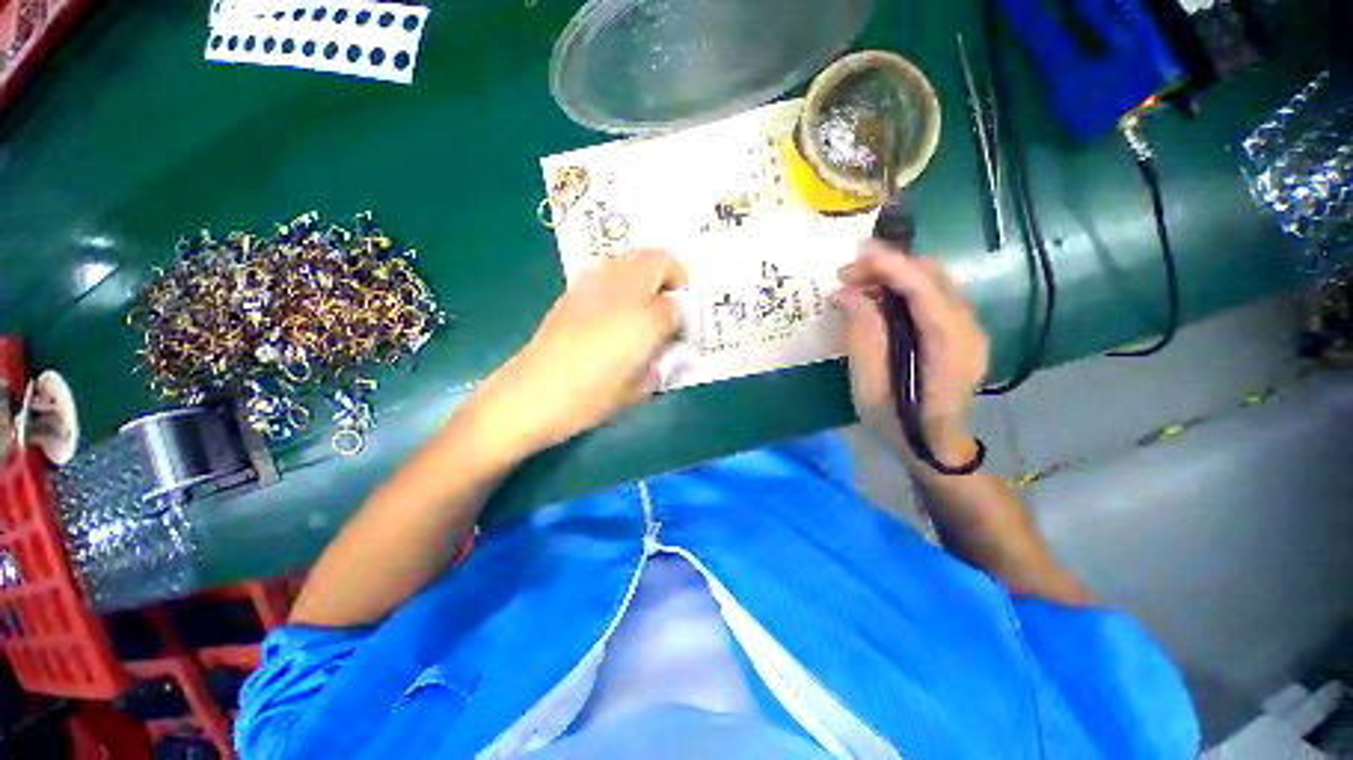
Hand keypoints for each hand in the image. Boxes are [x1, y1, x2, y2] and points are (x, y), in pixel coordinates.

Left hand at [472, 250, 687, 455]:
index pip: (677, 306)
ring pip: (632, 257)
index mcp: (646, 321)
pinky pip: (606, 268)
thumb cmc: (589, 400)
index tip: (677, 332)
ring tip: (644, 296)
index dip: (681, 318)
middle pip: (658, 261)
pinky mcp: (574, 289)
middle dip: (672, 275)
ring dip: (646, 270)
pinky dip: (619, 275)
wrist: (532, 393)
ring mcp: (597, 286)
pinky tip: (613, 301)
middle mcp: (625, 293)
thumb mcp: (637, 391)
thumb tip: (668, 351)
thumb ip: (660, 366)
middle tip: (669, 300)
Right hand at [836, 241, 988, 467]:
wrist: (934, 448)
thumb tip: (846, 293)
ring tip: (857, 282)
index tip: (853, 256)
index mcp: (948, 347)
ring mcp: (969, 330)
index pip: (924, 289)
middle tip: (847, 274)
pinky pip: (933, 296)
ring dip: (895, 274)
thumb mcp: (868, 385)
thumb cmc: (897, 422)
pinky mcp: (960, 332)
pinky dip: (904, 288)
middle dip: (889, 265)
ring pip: (934, 282)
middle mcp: (968, 330)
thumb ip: (861, 335)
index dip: (889, 265)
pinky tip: (878, 298)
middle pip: (933, 277)